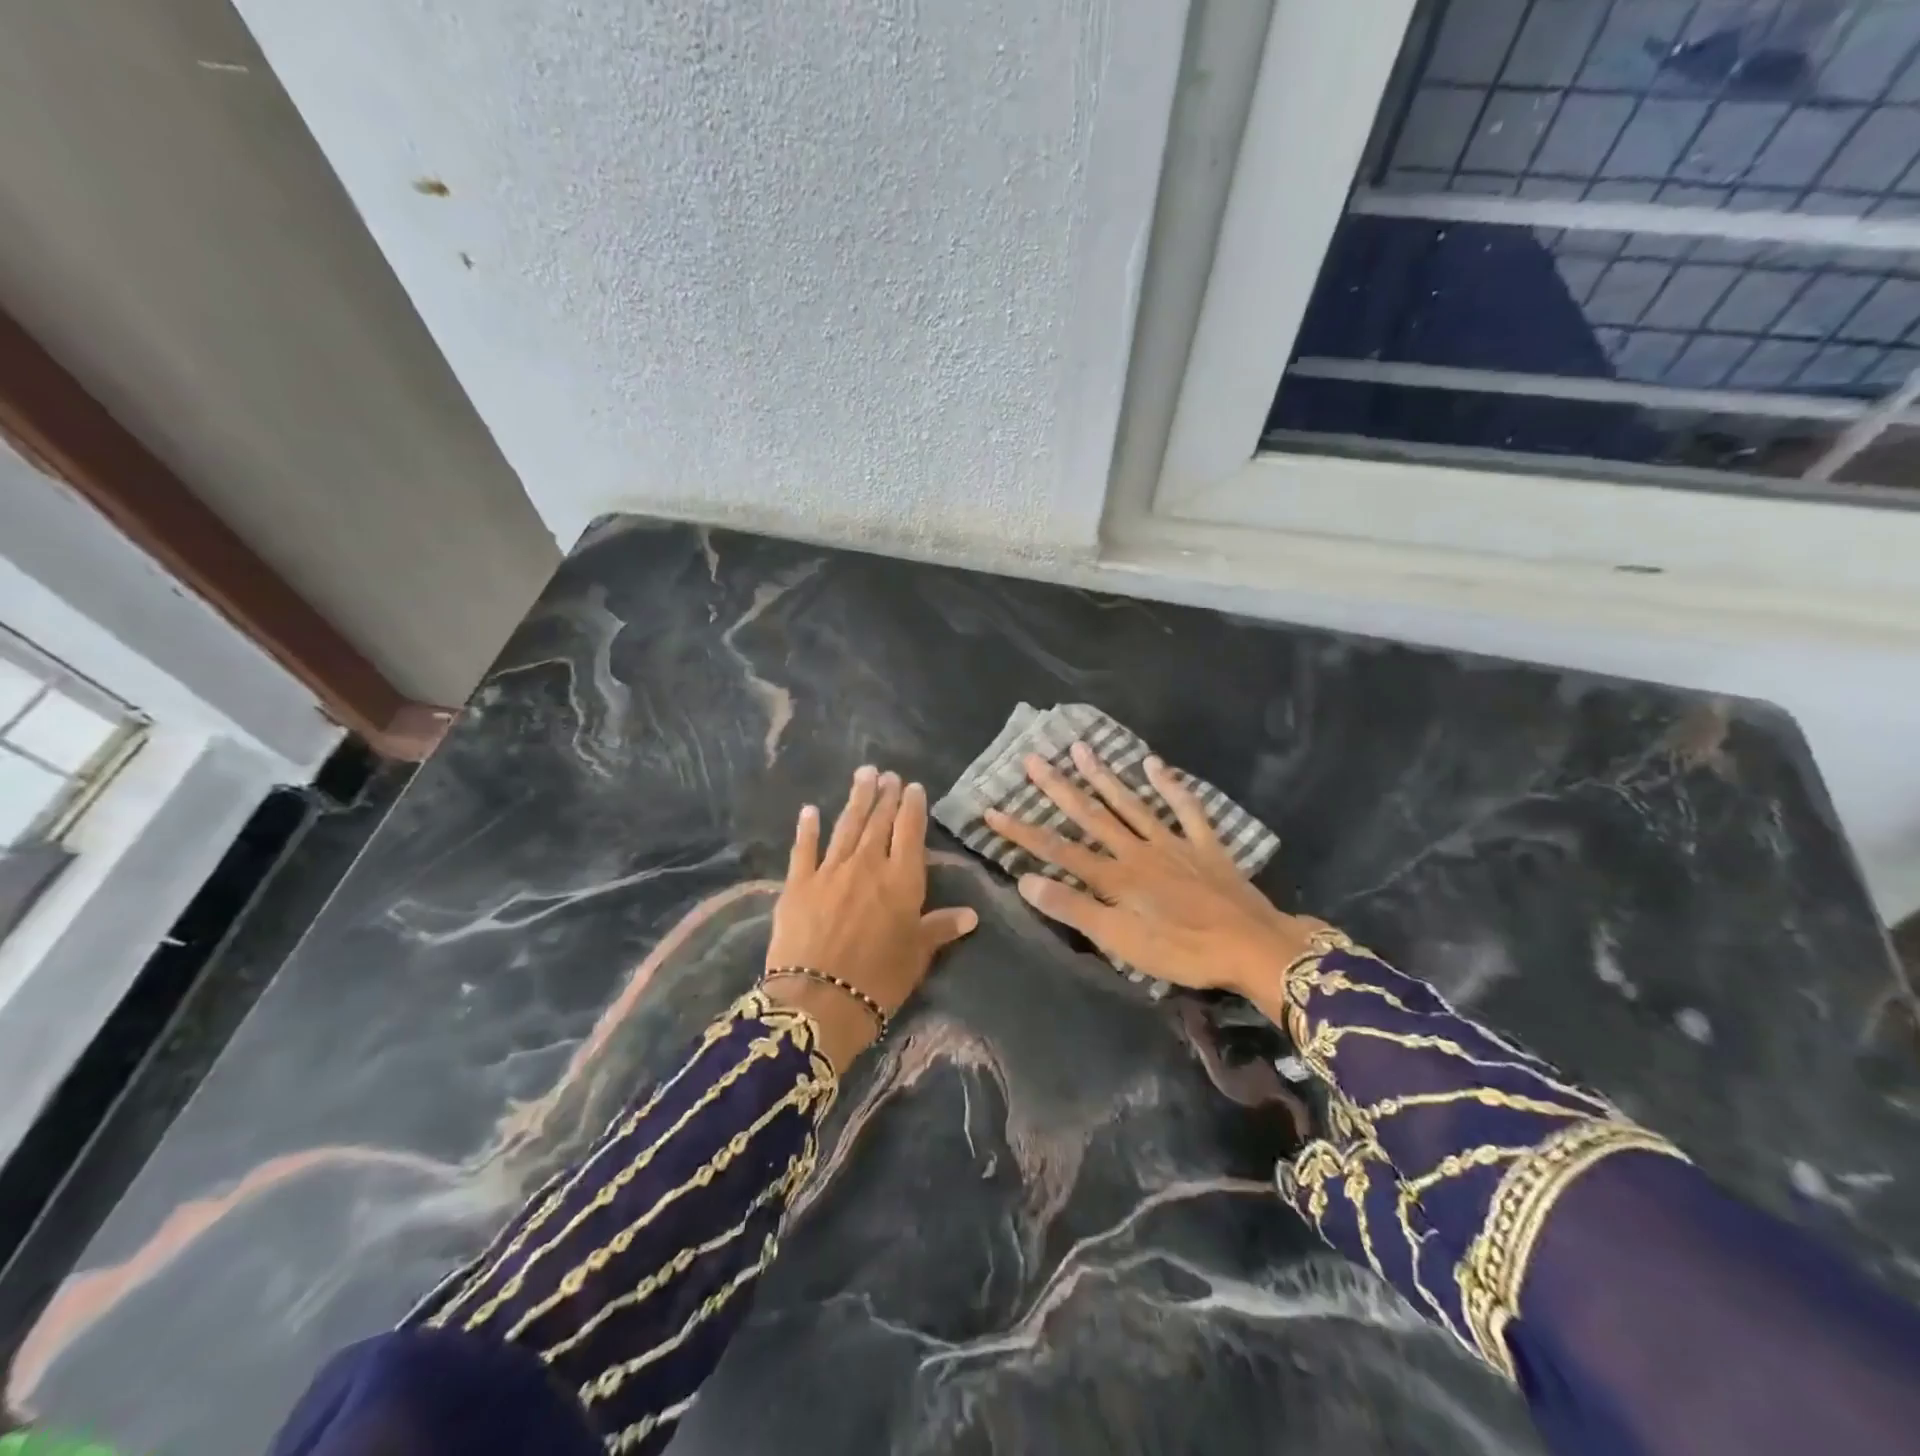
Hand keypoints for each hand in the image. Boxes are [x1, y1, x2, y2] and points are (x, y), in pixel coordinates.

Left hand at [764, 766, 978, 1071]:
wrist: (820, 999)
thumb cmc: (879, 980)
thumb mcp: (917, 955)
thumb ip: (940, 928)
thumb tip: (971, 915)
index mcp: (902, 879)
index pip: (910, 832)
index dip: (912, 807)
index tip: (913, 787)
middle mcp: (868, 864)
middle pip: (878, 822)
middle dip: (884, 796)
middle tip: (887, 774)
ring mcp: (831, 870)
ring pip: (846, 826)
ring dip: (856, 799)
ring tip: (863, 775)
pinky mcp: (798, 884)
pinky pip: (804, 849)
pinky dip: (807, 828)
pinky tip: (810, 810)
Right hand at [983, 743, 1330, 1007]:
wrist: (1252, 947)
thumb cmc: (1183, 952)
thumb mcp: (1120, 941)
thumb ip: (1074, 908)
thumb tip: (1025, 879)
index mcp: (1115, 876)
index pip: (1057, 849)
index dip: (1022, 830)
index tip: (991, 810)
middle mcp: (1137, 850)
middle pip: (1091, 815)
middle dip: (1058, 788)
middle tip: (1033, 758)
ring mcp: (1173, 843)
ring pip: (1131, 804)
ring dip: (1104, 776)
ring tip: (1081, 748)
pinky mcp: (1205, 845)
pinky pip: (1186, 809)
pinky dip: (1171, 786)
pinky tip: (1155, 764)